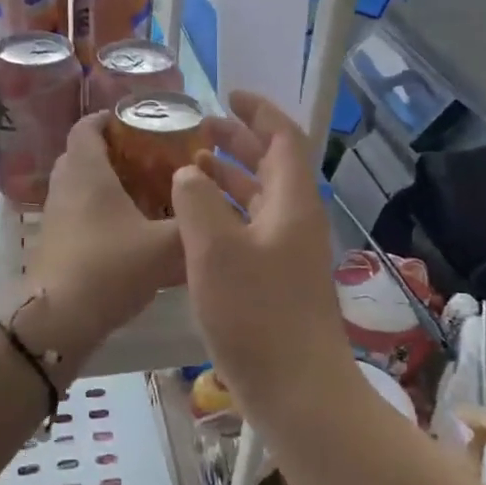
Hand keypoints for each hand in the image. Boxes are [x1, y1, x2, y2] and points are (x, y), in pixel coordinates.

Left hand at [29, 112, 183, 339]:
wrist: (59, 320)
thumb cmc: (110, 268)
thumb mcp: (165, 246)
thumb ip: (194, 223)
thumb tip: (220, 207)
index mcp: (86, 171)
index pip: (88, 126)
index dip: (110, 118)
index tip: (140, 122)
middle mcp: (65, 186)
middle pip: (83, 153)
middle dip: (114, 151)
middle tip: (151, 158)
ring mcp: (55, 215)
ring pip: (80, 185)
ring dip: (107, 183)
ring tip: (146, 193)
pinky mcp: (55, 242)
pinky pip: (77, 211)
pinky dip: (100, 211)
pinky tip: (130, 230)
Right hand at [172, 90, 353, 400]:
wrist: (298, 390)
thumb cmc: (257, 314)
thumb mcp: (214, 250)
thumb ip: (196, 201)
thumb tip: (188, 174)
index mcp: (291, 202)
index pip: (283, 137)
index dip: (258, 111)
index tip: (227, 94)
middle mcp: (296, 220)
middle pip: (272, 165)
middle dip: (238, 141)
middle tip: (199, 128)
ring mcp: (288, 252)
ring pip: (259, 198)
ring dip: (228, 178)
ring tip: (190, 166)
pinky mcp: (277, 280)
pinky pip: (251, 228)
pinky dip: (225, 213)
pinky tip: (194, 223)